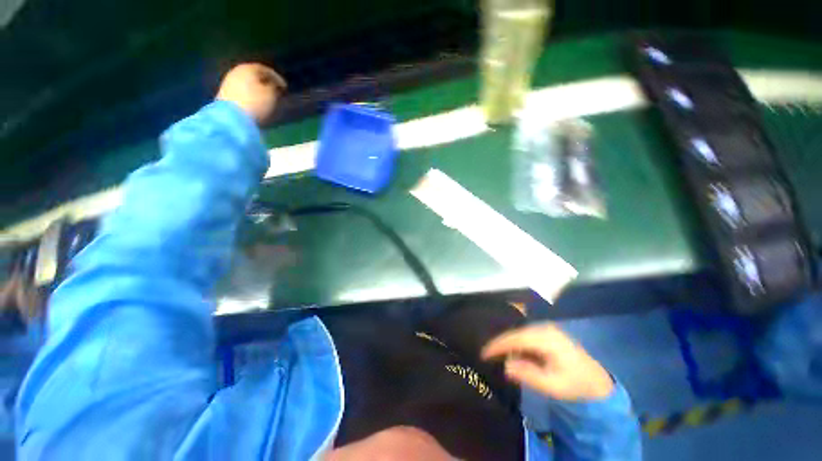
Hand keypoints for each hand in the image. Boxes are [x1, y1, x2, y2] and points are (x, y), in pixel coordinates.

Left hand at [216, 63, 286, 124]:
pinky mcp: (225, 95)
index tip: (285, 87)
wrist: (232, 118)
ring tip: (267, 98)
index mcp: (249, 68)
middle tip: (276, 91)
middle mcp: (237, 71)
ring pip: (247, 83)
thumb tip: (274, 85)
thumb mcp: (271, 95)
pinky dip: (250, 95)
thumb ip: (274, 87)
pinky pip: (242, 92)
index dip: (277, 78)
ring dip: (258, 89)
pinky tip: (257, 103)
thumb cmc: (256, 103)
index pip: (265, 69)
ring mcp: (229, 83)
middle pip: (254, 75)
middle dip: (266, 82)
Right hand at [481, 323, 613, 400]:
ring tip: (496, 353)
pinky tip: (513, 351)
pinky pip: (526, 334)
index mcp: (547, 339)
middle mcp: (545, 328)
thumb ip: (528, 374)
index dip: (498, 345)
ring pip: (520, 332)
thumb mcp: (552, 385)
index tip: (483, 354)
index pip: (515, 338)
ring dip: (509, 343)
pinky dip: (517, 342)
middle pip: (516, 332)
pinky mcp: (548, 332)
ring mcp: (547, 328)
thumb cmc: (575, 385)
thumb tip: (506, 365)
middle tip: (487, 354)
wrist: (598, 383)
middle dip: (501, 343)